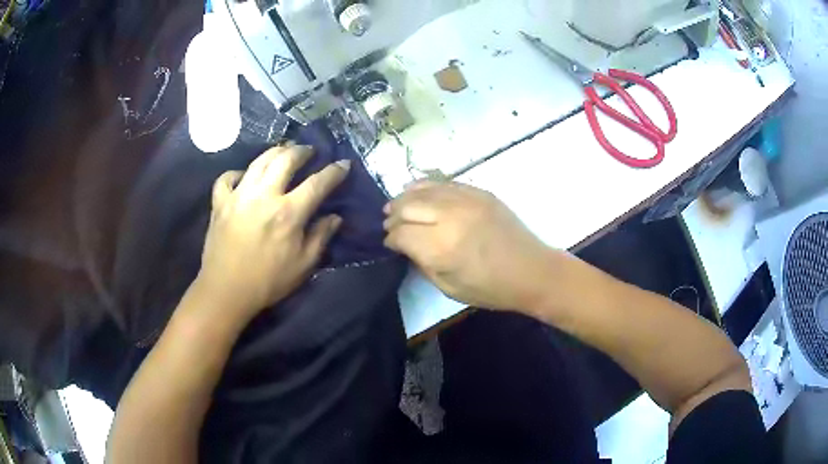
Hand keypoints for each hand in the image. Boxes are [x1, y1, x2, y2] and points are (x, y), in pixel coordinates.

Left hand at [195, 144, 350, 323]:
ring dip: (275, 152)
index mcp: (288, 213)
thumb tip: (334, 217)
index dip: (334, 171)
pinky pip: (227, 177)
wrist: (226, 291)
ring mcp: (238, 196)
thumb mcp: (303, 265)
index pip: (317, 183)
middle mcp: (264, 196)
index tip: (343, 164)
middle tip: (309, 151)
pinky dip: (237, 173)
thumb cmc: (268, 282)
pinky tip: (244, 177)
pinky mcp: (220, 202)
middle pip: (286, 160)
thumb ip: (320, 237)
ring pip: (258, 161)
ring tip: (283, 152)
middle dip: (302, 151)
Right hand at [383, 181, 558, 310]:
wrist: (532, 271)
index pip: (401, 233)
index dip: (390, 238)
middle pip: (407, 206)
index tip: (390, 244)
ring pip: (423, 190)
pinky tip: (418, 191)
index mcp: (441, 248)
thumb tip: (405, 245)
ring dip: (405, 197)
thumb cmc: (491, 289)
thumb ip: (422, 264)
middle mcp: (450, 217)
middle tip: (389, 224)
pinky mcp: (479, 192)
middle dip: (393, 216)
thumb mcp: (449, 288)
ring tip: (397, 206)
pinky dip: (426, 185)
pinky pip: (444, 182)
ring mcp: (466, 200)